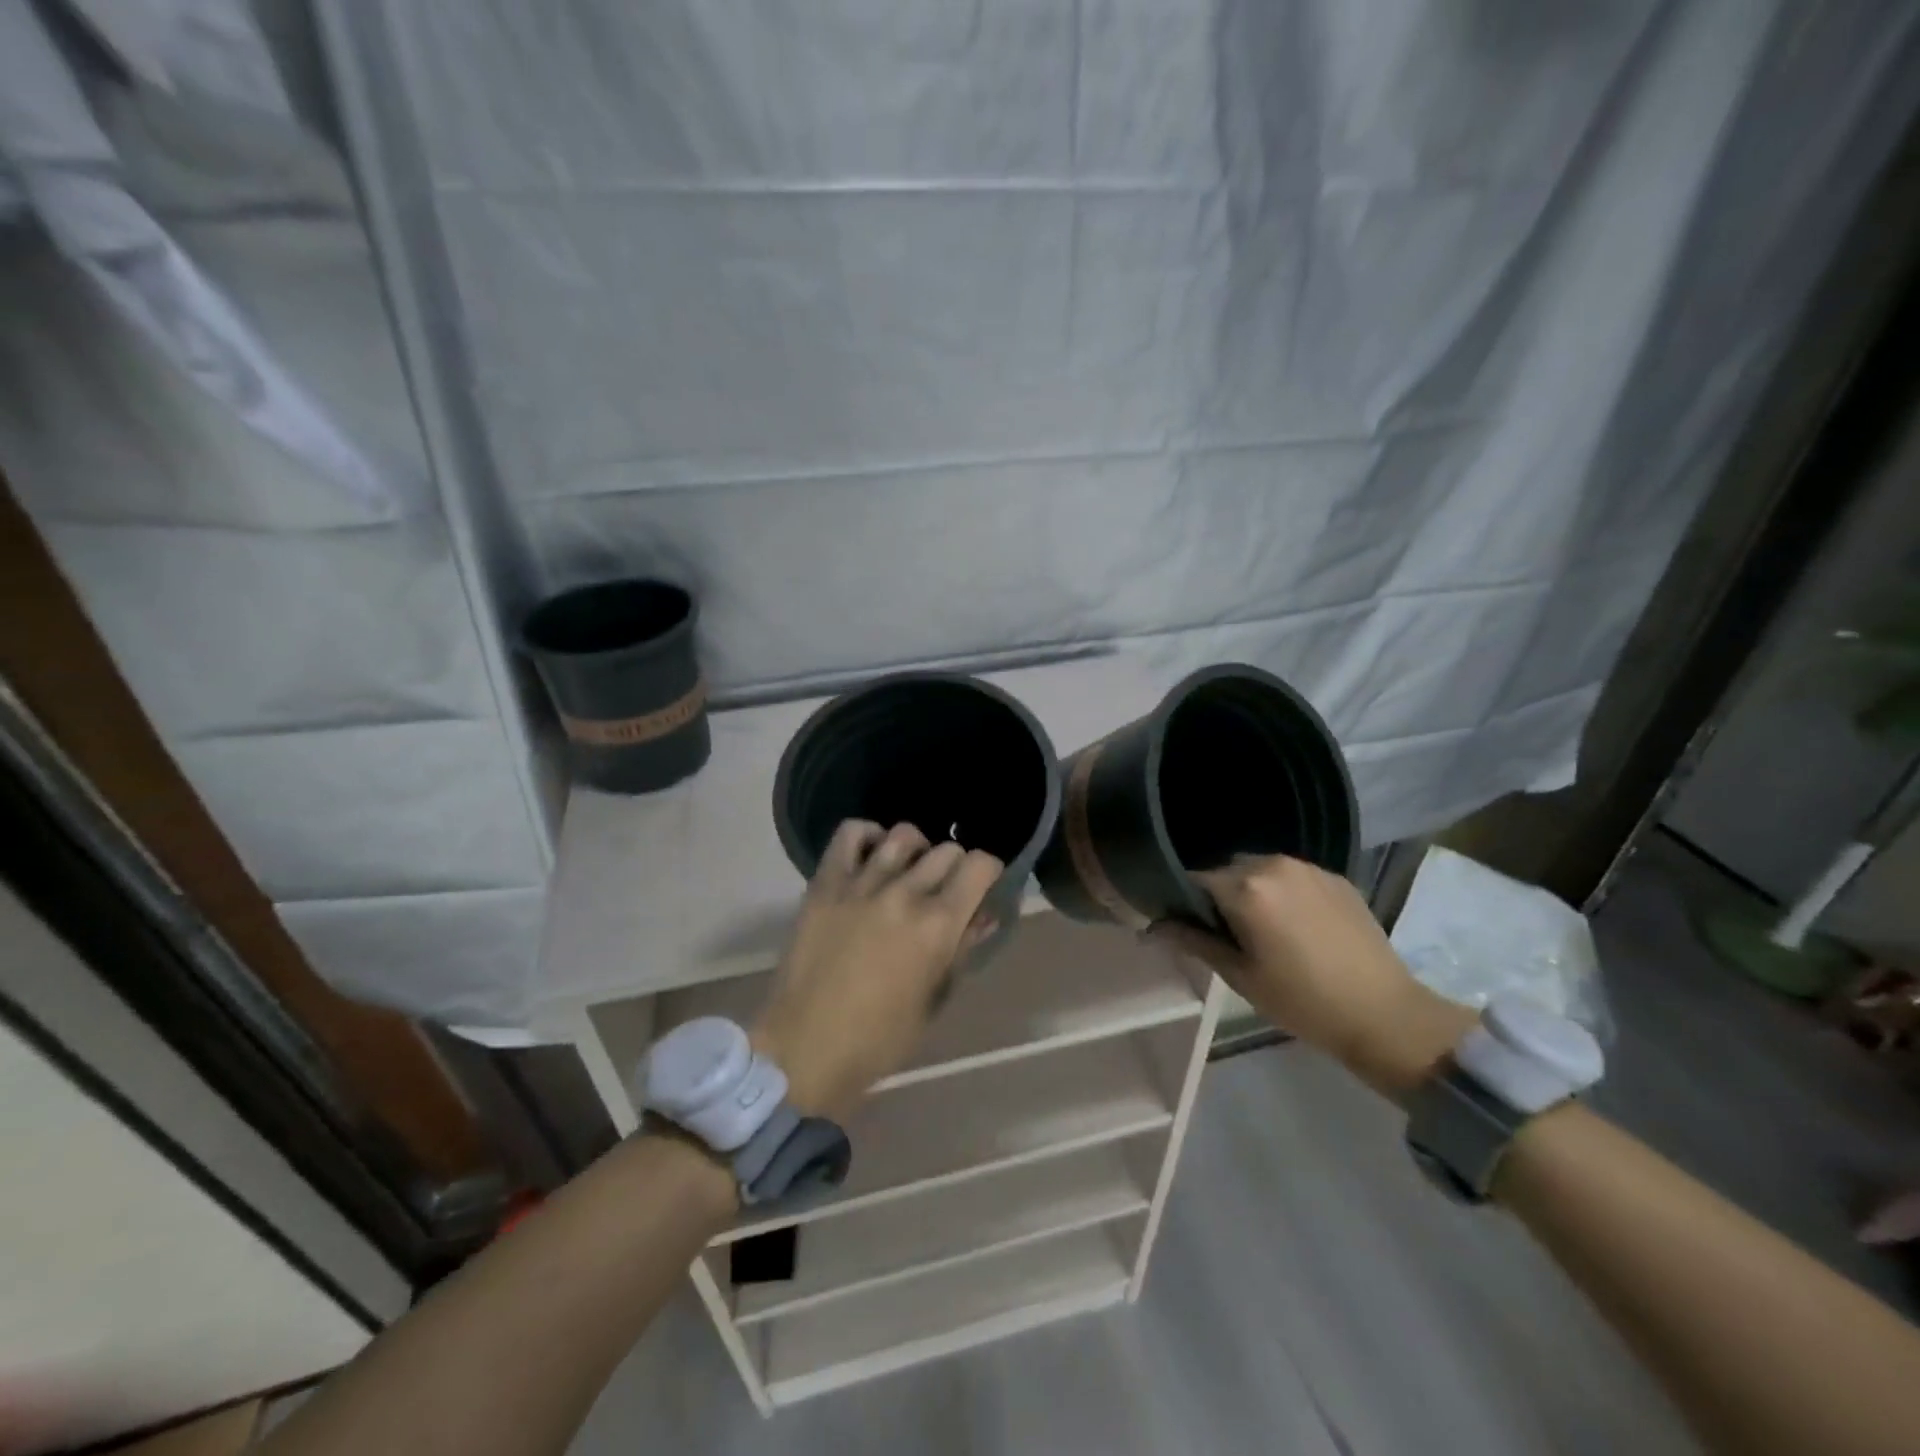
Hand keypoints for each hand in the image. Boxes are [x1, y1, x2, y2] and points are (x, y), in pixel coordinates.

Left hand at [751, 820, 1002, 1120]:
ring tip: (909, 871)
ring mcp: (861, 884)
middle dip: (956, 866)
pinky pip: (850, 834)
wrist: (805, 1048)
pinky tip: (872, 855)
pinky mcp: (825, 884)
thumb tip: (984, 916)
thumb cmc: (879, 1039)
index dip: (989, 871)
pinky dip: (868, 835)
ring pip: (903, 836)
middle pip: (946, 850)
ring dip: (917, 850)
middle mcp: (904, 893)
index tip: (983, 886)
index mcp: (938, 926)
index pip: (979, 866)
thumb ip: (962, 950)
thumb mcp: (934, 999)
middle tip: (945, 889)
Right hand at [1151, 854, 1475, 1098]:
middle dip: (1219, 894)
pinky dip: (1283, 892)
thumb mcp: (1239, 975)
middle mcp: (1274, 864)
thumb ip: (1192, 941)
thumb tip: (1150, 927)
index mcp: (1246, 888)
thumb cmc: (1302, 1001)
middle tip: (1226, 933)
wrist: (1385, 1015)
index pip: (1194, 879)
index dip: (1183, 900)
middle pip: (1227, 870)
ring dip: (1252, 890)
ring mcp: (1308, 867)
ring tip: (1263, 929)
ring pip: (1260, 869)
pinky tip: (1295, 926)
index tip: (1184, 923)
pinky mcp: (1335, 877)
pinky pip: (1292, 875)